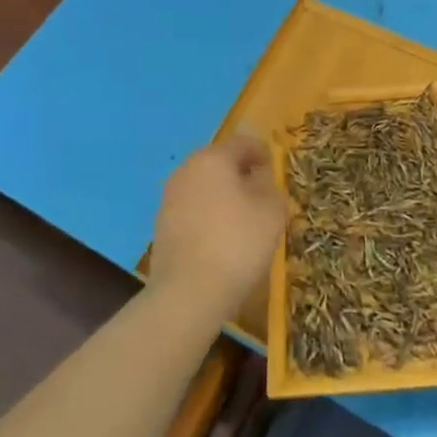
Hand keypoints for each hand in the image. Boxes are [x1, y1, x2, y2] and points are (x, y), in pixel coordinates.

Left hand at [149, 131, 288, 324]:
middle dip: (240, 174)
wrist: (188, 294)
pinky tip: (221, 239)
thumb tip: (261, 181)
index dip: (262, 152)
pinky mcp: (161, 227)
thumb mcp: (272, 212)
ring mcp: (169, 199)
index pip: (242, 143)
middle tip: (261, 194)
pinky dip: (208, 216)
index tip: (274, 169)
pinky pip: (192, 210)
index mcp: (212, 159)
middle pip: (219, 163)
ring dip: (223, 196)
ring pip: (203, 187)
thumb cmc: (237, 243)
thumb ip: (271, 188)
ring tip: (243, 219)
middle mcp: (186, 171)